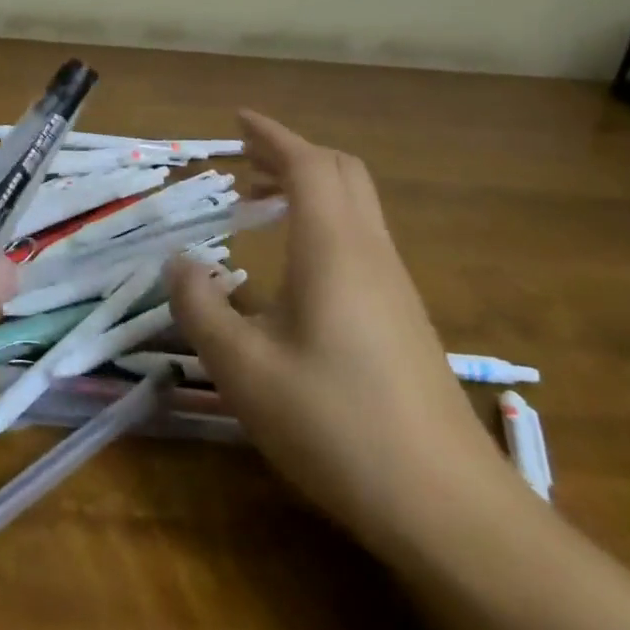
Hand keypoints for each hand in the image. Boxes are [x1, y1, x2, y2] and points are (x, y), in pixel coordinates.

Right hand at [166, 111, 516, 552]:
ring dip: (308, 187)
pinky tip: (293, 265)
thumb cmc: (336, 424)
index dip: (271, 135)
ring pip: (355, 206)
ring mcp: (394, 286)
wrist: (451, 509)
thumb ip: (200, 306)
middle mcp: (370, 253)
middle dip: (290, 153)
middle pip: (341, 173)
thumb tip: (179, 262)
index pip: (307, 164)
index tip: (236, 119)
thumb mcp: (243, 368)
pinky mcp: (403, 318)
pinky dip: (322, 221)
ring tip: (258, 202)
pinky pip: (360, 239)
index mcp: (333, 248)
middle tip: (244, 158)